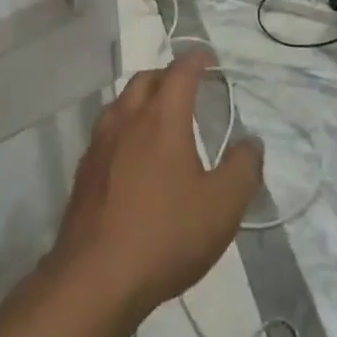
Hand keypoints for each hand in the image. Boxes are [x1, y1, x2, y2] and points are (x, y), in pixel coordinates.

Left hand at [51, 53, 262, 325]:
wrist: (96, 277)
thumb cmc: (166, 235)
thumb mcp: (222, 206)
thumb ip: (243, 169)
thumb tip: (251, 142)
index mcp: (162, 119)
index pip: (180, 72)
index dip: (196, 60)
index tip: (208, 58)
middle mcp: (126, 120)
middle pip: (145, 80)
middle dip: (168, 76)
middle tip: (187, 87)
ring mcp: (99, 144)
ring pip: (121, 103)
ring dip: (142, 99)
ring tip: (161, 118)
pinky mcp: (84, 171)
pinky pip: (107, 131)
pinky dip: (125, 127)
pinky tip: (133, 155)